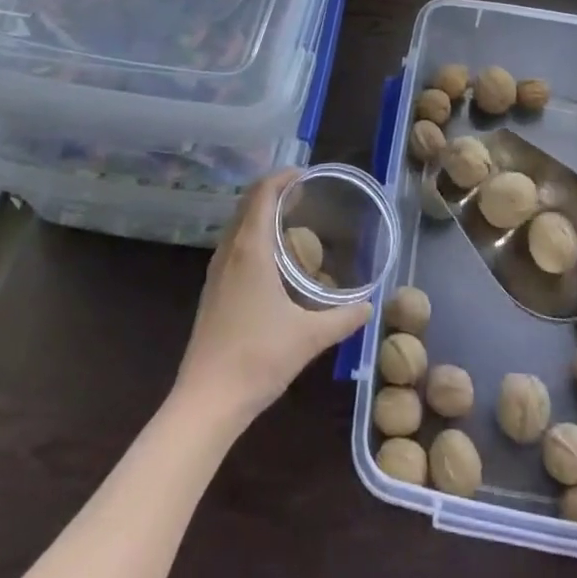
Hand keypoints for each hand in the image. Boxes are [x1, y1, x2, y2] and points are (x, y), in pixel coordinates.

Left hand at [172, 169, 370, 427]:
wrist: (206, 402)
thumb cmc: (258, 359)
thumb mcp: (309, 337)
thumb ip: (343, 318)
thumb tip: (370, 306)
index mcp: (251, 248)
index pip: (263, 192)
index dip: (283, 176)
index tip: (307, 175)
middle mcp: (230, 251)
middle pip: (248, 203)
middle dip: (274, 190)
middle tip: (305, 194)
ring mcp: (217, 271)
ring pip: (238, 224)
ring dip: (261, 212)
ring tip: (292, 220)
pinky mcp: (212, 291)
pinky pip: (233, 244)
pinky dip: (253, 234)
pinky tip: (272, 258)